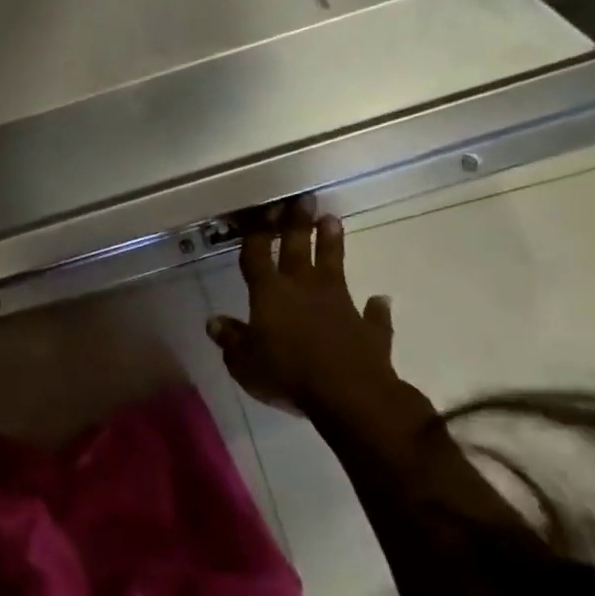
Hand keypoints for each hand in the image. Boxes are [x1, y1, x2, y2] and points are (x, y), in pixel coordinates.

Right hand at [205, 197, 395, 416]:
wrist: (351, 396)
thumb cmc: (287, 375)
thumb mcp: (244, 363)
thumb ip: (231, 340)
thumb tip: (214, 322)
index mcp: (269, 294)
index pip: (257, 256)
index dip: (257, 232)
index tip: (262, 208)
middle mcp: (303, 290)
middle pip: (297, 249)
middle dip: (296, 224)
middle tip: (303, 199)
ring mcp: (340, 306)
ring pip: (334, 267)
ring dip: (332, 245)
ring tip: (332, 220)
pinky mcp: (369, 330)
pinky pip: (372, 316)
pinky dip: (375, 309)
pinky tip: (380, 301)